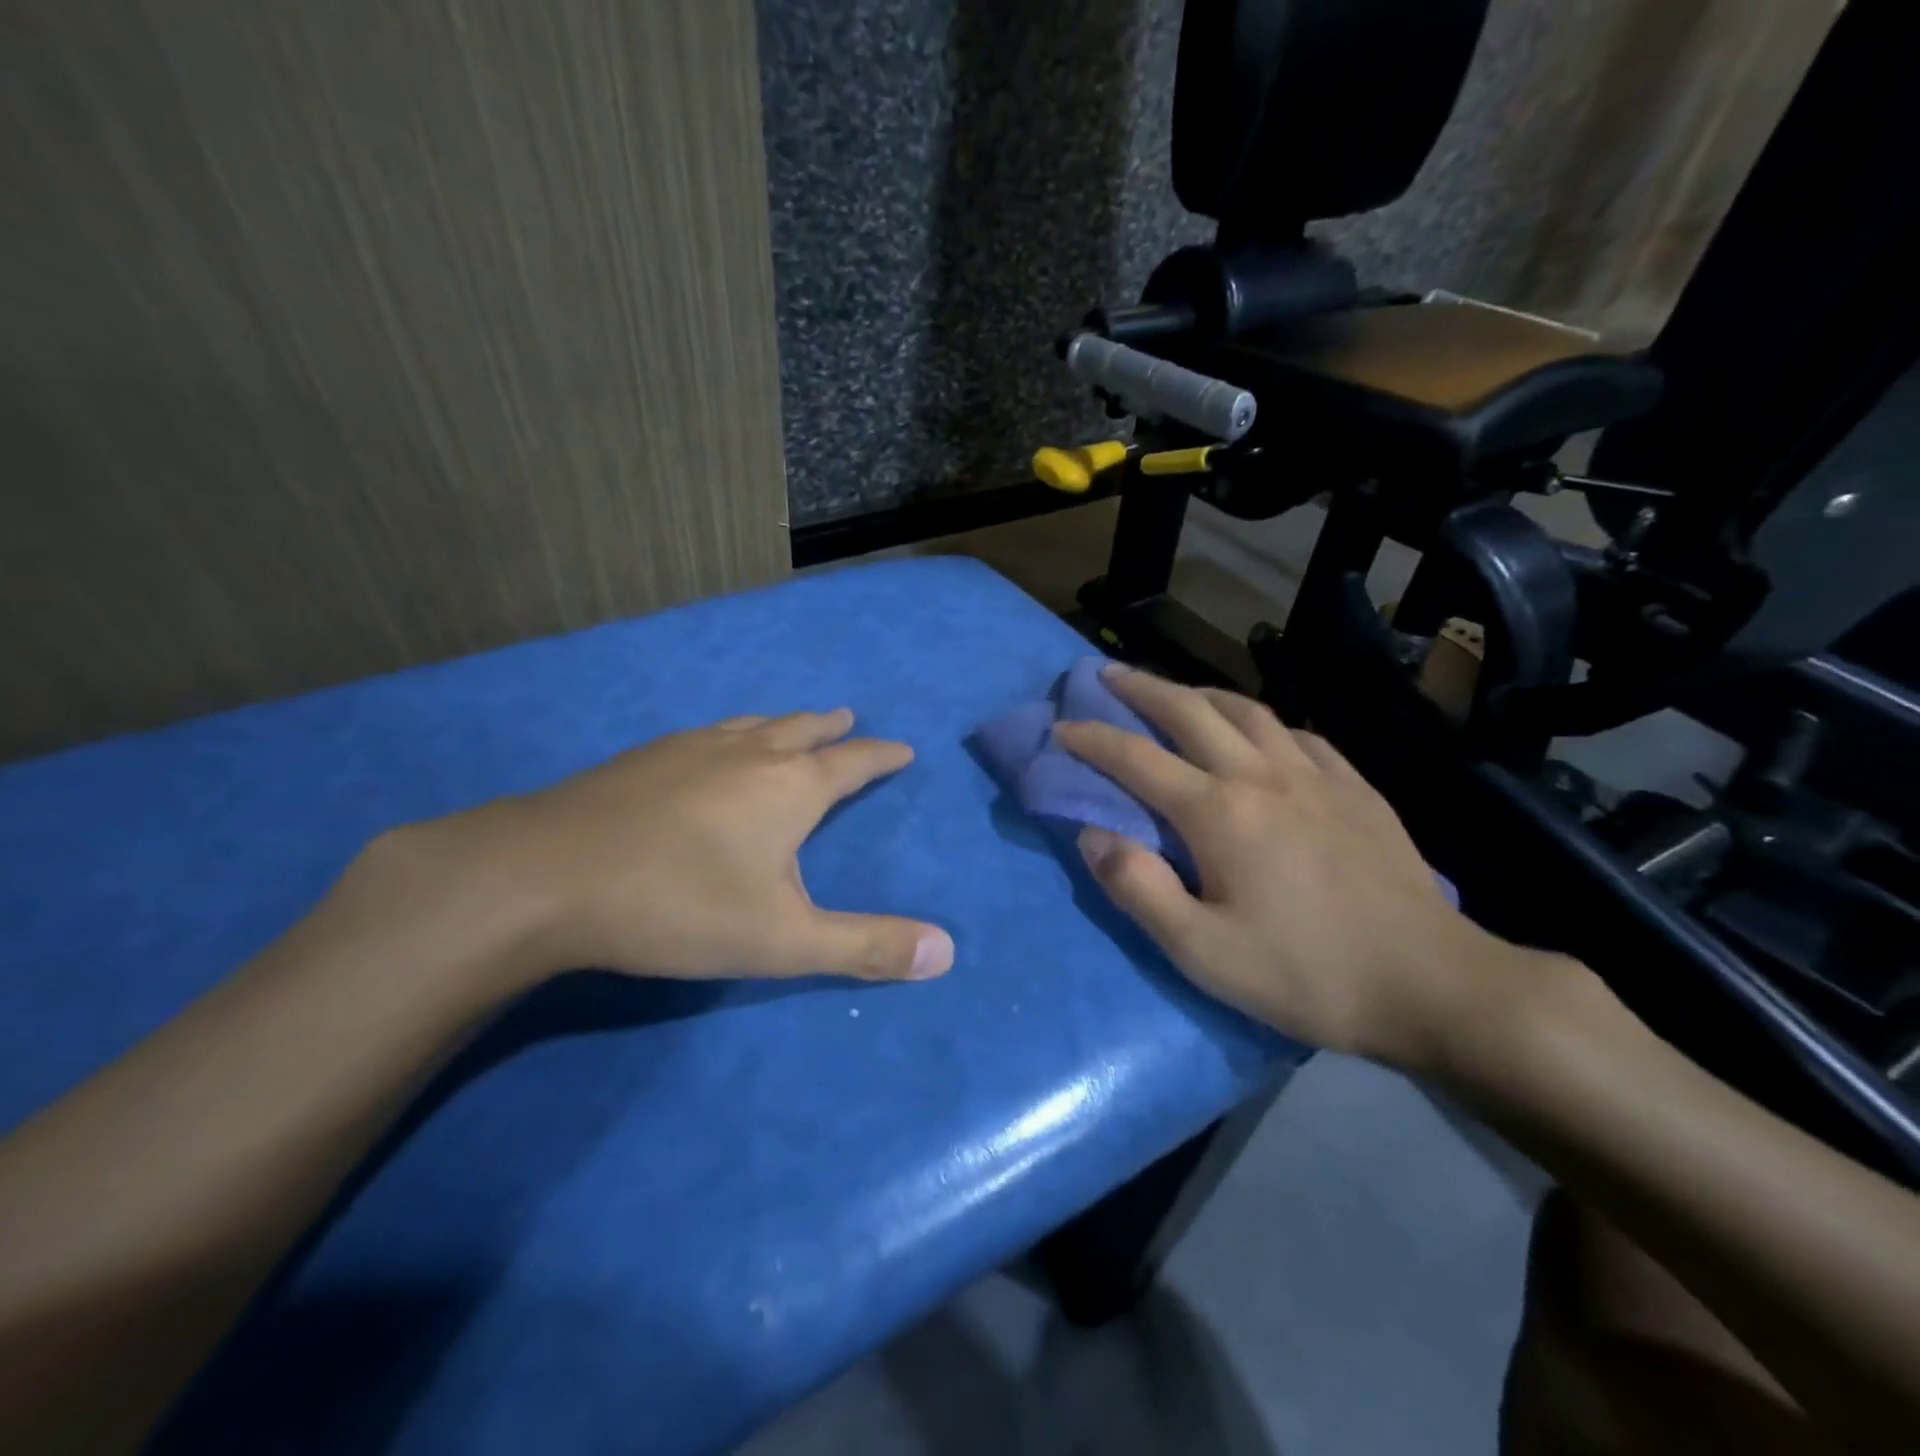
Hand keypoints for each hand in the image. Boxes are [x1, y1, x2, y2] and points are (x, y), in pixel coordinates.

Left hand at [384, 710, 954, 989]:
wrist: (545, 876)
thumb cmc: (679, 905)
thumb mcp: (783, 941)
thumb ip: (866, 947)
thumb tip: (947, 953)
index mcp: (792, 786)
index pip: (854, 762)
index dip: (882, 756)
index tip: (902, 748)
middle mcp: (749, 752)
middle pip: (803, 728)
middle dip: (833, 727)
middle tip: (849, 719)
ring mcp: (691, 747)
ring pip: (753, 723)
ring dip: (783, 723)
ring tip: (792, 725)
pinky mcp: (644, 756)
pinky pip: (708, 732)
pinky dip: (732, 733)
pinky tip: (711, 747)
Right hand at [1054, 666, 1530, 1071]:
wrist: (1432, 984)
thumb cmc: (1307, 973)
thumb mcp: (1203, 952)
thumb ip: (1138, 889)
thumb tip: (1091, 835)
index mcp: (1219, 812)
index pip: (1136, 759)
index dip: (1091, 739)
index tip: (1059, 727)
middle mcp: (1262, 776)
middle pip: (1190, 711)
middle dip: (1141, 689)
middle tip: (1107, 675)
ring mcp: (1316, 776)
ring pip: (1247, 710)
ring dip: (1200, 693)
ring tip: (1176, 693)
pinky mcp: (1356, 789)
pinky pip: (1298, 734)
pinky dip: (1263, 722)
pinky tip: (1261, 734)